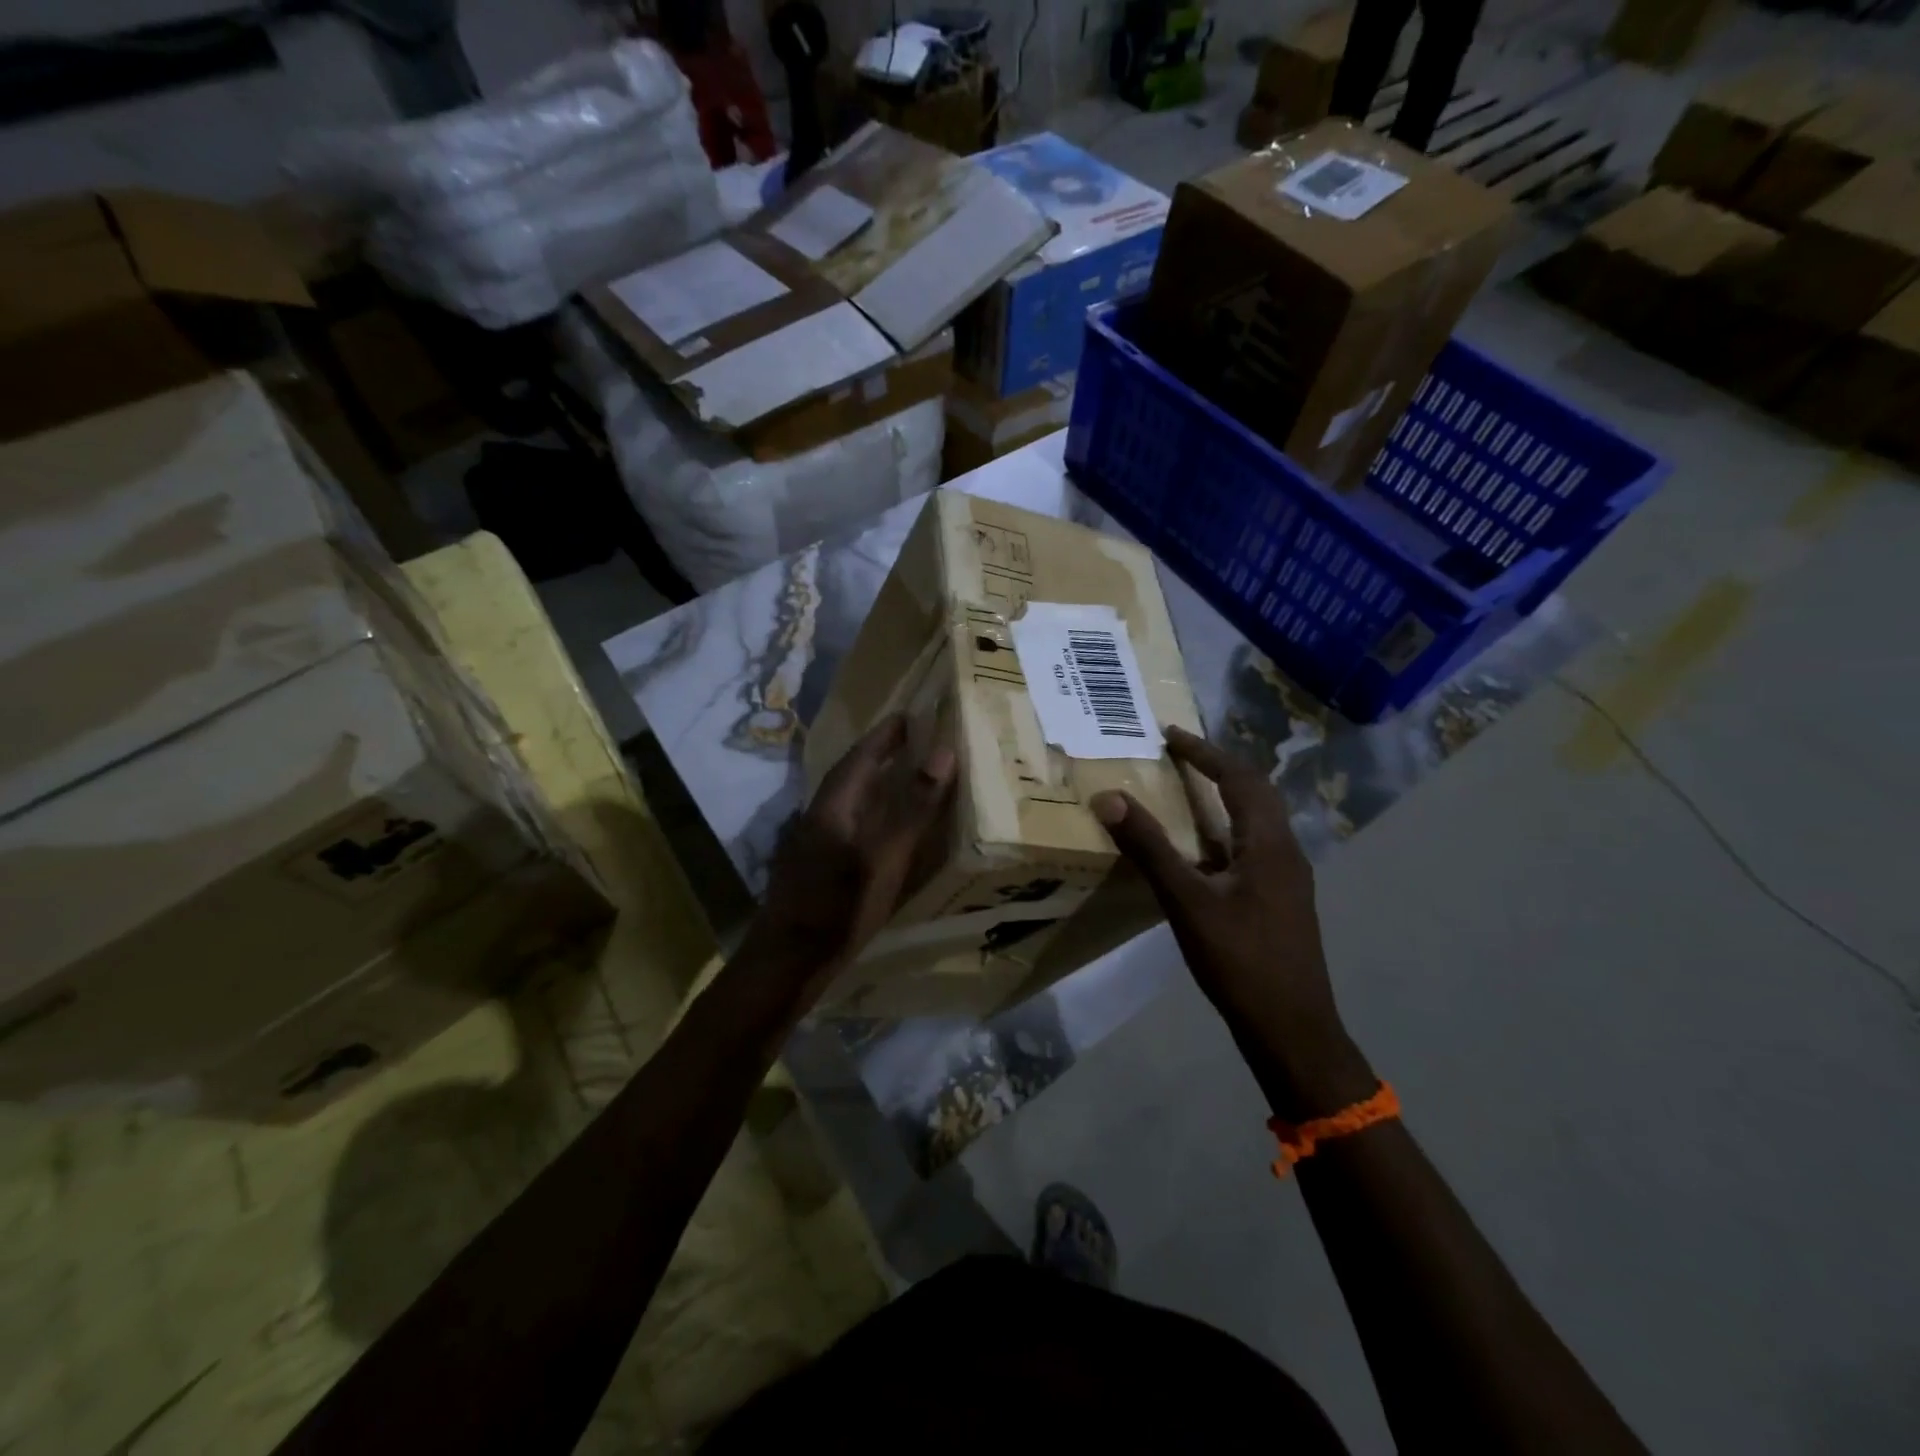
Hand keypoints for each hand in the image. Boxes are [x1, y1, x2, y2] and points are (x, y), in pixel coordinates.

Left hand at [754, 714, 956, 998]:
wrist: (789, 961)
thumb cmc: (839, 904)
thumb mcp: (884, 855)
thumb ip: (913, 806)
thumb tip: (942, 752)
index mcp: (833, 805)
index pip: (860, 756)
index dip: (884, 736)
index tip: (907, 716)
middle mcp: (820, 816)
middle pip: (852, 776)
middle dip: (880, 756)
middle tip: (910, 742)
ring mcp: (815, 843)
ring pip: (849, 802)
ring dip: (875, 785)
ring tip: (903, 777)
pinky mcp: (817, 868)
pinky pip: (849, 825)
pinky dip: (871, 814)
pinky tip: (885, 829)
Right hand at [1092, 726, 1371, 1114]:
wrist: (1293, 1030)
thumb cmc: (1240, 961)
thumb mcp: (1187, 902)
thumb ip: (1149, 848)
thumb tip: (1109, 797)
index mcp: (1269, 843)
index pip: (1238, 777)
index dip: (1204, 752)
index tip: (1170, 734)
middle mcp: (1285, 851)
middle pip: (1255, 793)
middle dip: (1217, 767)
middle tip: (1178, 755)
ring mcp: (1287, 879)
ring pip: (1256, 821)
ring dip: (1224, 798)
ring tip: (1185, 791)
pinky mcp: (1281, 901)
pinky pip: (1252, 847)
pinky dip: (1225, 831)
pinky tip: (1201, 851)